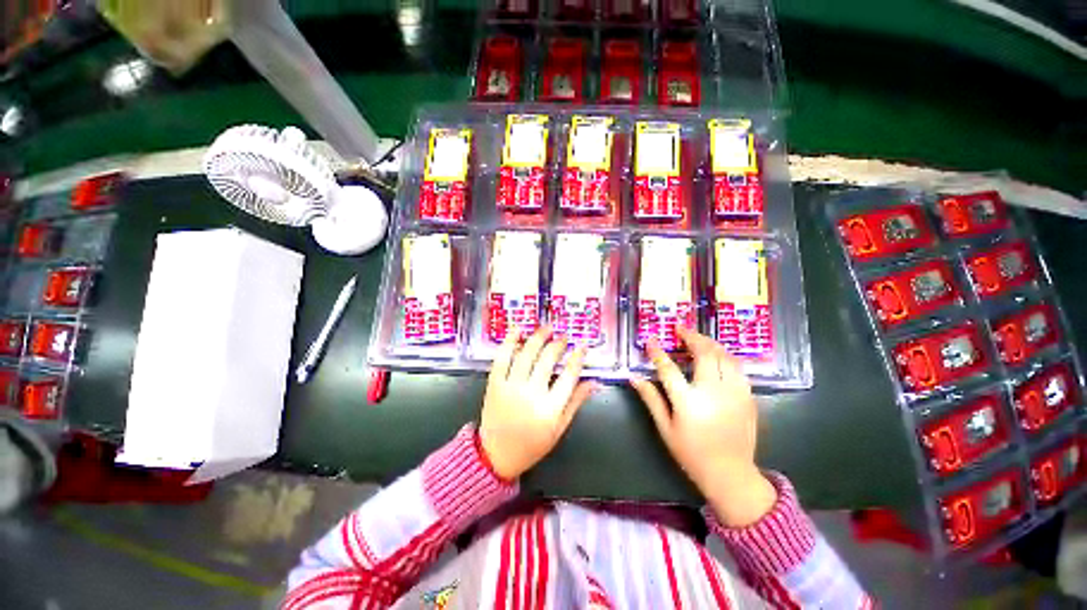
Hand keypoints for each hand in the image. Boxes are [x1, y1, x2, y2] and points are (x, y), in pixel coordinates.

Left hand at [480, 325, 596, 479]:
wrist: (496, 455)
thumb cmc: (532, 445)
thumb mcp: (559, 428)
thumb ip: (576, 402)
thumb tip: (594, 382)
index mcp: (550, 409)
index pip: (569, 376)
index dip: (577, 358)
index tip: (582, 346)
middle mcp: (531, 394)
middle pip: (548, 361)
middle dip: (558, 344)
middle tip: (563, 337)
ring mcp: (511, 387)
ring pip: (527, 354)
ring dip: (538, 337)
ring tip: (547, 327)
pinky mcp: (494, 384)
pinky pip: (502, 358)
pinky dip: (509, 342)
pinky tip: (518, 330)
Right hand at [630, 327, 776, 526]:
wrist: (730, 474)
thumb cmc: (691, 453)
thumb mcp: (665, 428)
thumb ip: (651, 399)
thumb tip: (634, 378)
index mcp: (688, 402)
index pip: (668, 369)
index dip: (657, 352)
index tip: (651, 340)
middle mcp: (713, 392)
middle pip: (703, 354)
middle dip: (691, 337)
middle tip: (681, 330)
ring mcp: (734, 393)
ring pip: (725, 357)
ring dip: (710, 343)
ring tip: (698, 338)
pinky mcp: (748, 398)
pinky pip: (738, 369)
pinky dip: (725, 357)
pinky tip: (718, 356)